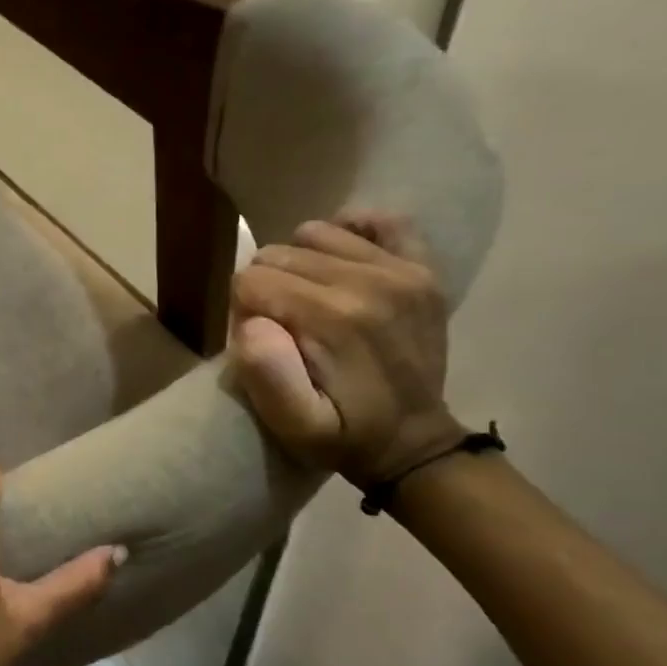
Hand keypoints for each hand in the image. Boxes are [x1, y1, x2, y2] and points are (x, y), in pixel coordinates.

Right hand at [228, 212, 464, 484]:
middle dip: (267, 286)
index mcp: (332, 317)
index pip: (251, 281)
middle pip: (279, 254)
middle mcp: (368, 281)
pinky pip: (382, 222)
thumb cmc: (344, 435)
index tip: (262, 340)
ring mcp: (401, 270)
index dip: (244, 310)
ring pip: (315, 234)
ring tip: (307, 299)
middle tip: (283, 326)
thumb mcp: (294, 425)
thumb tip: (250, 322)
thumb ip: (266, 376)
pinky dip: (352, 233)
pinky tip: (341, 263)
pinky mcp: (422, 269)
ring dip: (299, 263)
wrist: (415, 443)